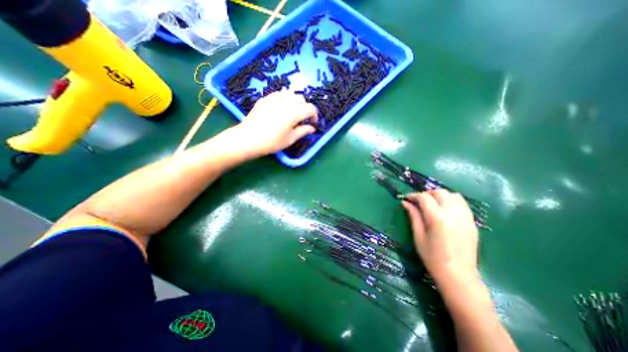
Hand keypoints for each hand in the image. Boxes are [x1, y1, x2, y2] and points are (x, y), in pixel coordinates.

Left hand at [232, 90, 319, 156]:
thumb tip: (312, 128)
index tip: (313, 124)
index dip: (314, 116)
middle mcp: (286, 101)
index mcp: (294, 112)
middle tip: (302, 119)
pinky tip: (280, 109)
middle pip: (301, 98)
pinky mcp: (265, 98)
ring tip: (292, 112)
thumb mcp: (290, 139)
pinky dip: (284, 99)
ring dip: (295, 102)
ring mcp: (274, 98)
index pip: (310, 108)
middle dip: (305, 108)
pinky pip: (279, 94)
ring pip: (290, 94)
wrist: (248, 138)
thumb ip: (303, 131)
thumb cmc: (272, 142)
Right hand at [403, 190, 481, 284]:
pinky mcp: (472, 222)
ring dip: (440, 195)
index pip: (424, 197)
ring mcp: (465, 217)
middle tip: (419, 201)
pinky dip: (451, 201)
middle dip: (427, 193)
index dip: (414, 195)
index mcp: (437, 218)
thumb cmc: (432, 257)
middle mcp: (453, 213)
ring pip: (453, 195)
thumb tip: (405, 202)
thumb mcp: (418, 236)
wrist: (458, 275)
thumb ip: (413, 216)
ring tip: (432, 203)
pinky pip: (462, 204)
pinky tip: (445, 210)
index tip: (407, 198)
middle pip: (440, 193)